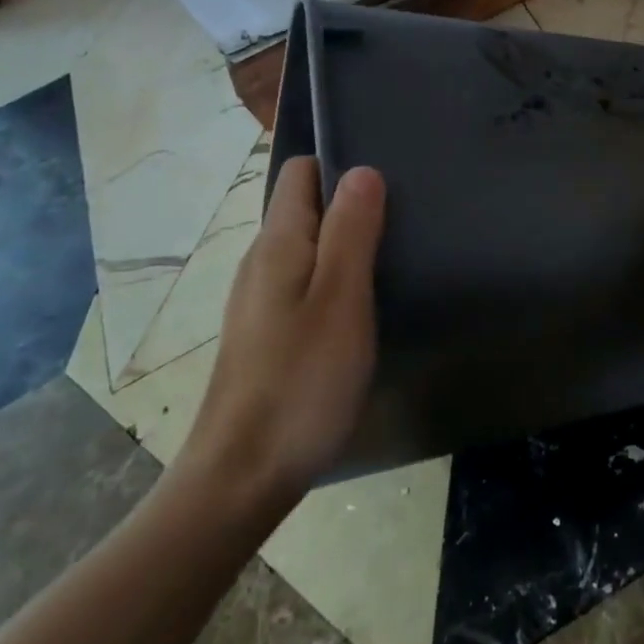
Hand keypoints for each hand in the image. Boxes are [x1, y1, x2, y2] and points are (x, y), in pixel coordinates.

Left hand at [181, 156, 384, 507]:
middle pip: (306, 206)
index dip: (342, 165)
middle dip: (351, 204)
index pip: (301, 171)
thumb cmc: (300, 381)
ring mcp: (260, 300)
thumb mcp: (340, 298)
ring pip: (307, 247)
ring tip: (393, 259)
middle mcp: (262, 261)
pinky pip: (304, 282)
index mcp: (278, 242)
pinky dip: (334, 279)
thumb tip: (363, 169)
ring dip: (346, 244)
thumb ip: (351, 230)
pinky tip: (362, 307)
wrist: (240, 478)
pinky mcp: (266, 334)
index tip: (388, 183)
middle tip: (403, 222)